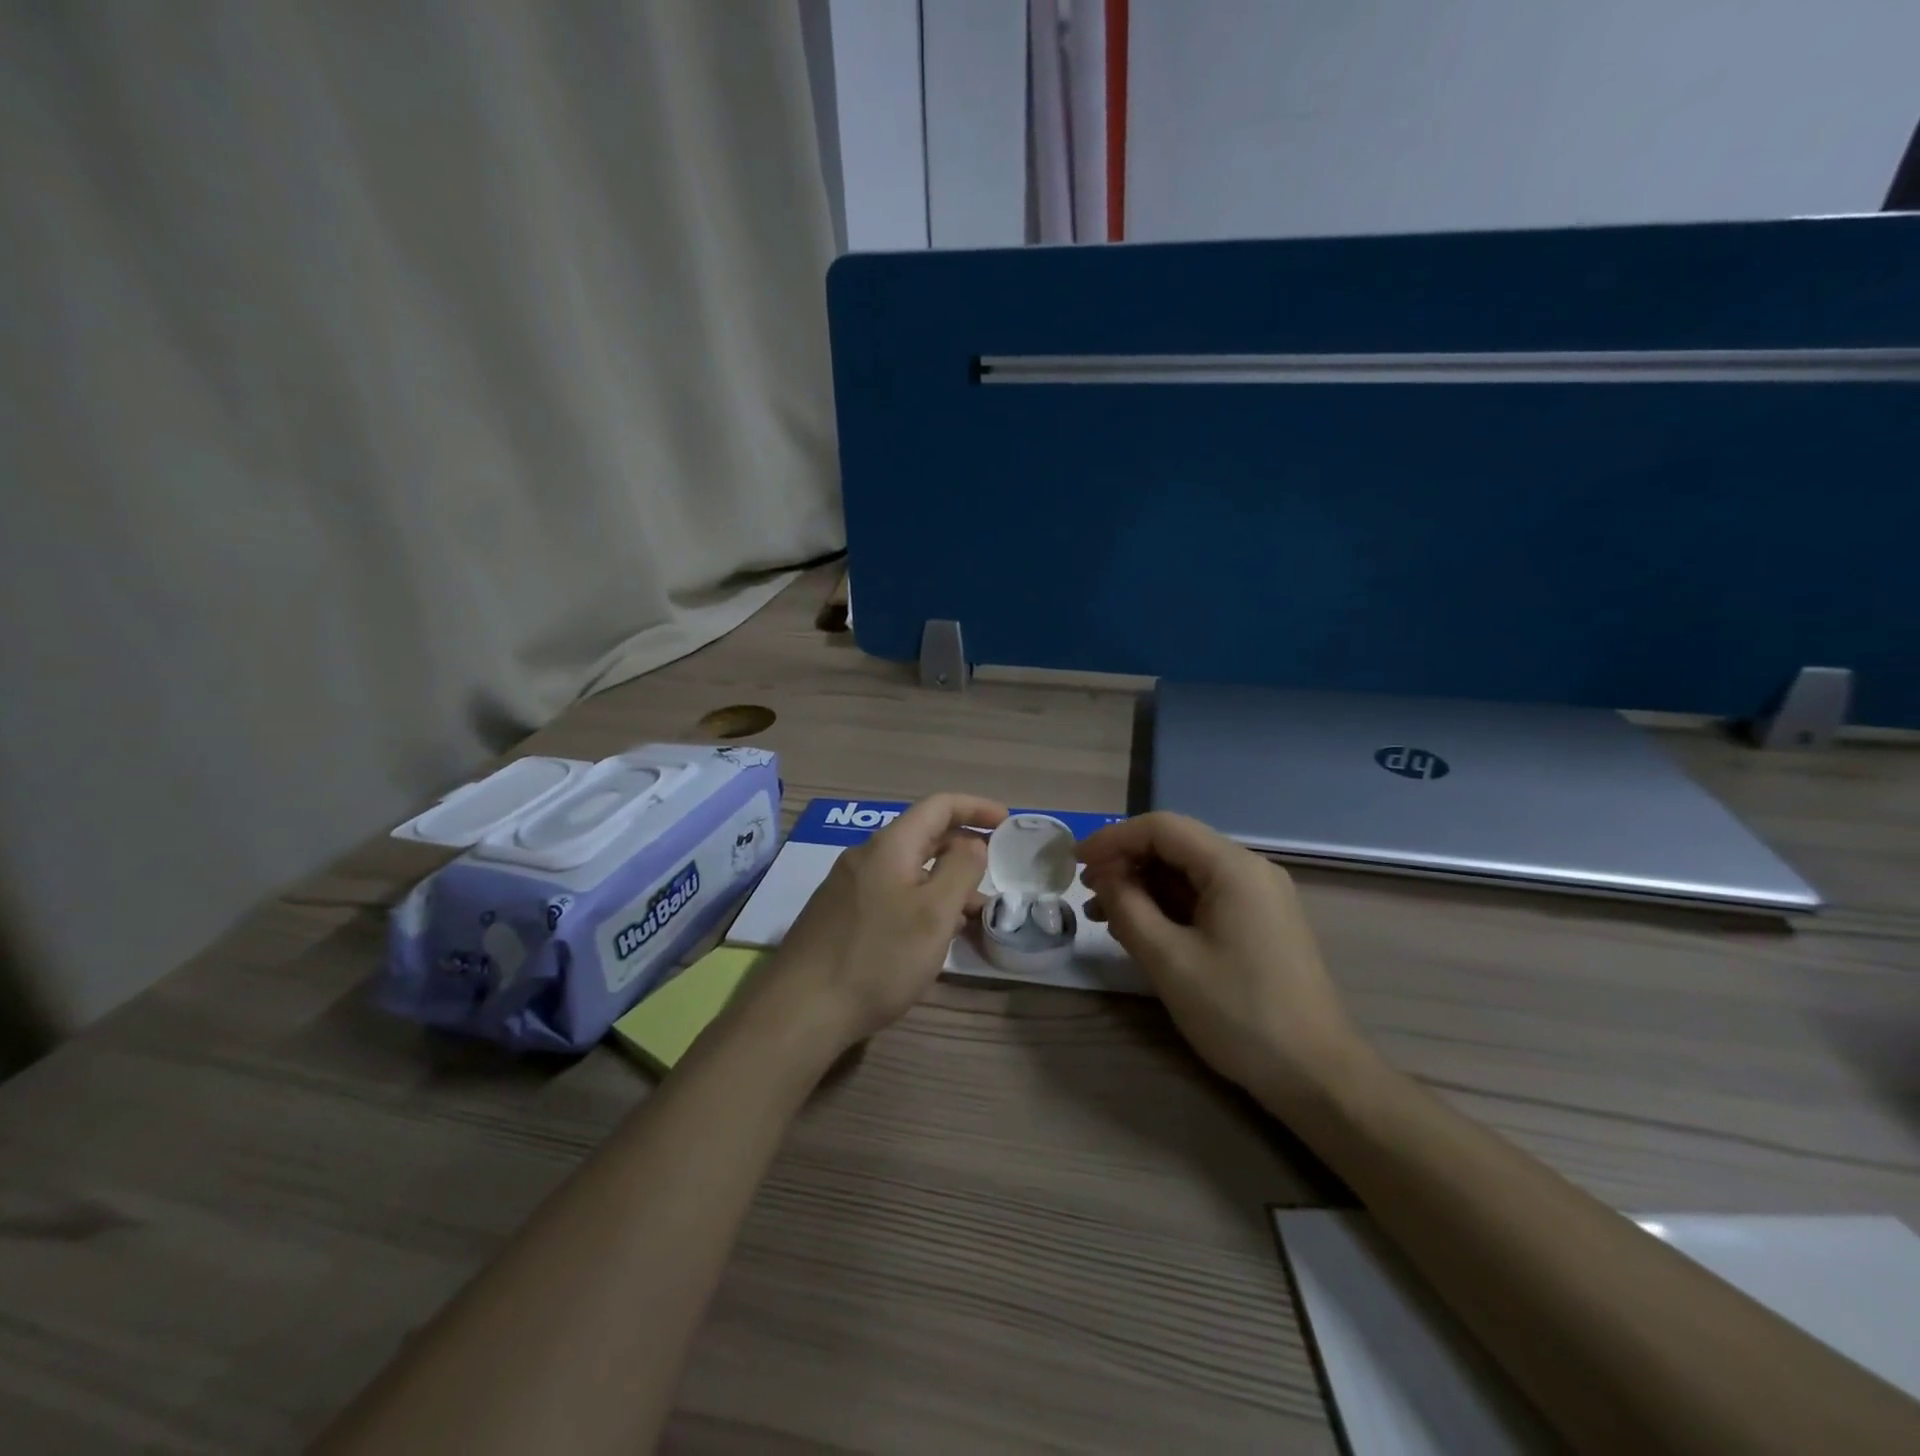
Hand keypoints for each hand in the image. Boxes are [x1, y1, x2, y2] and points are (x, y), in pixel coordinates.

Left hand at [772, 793, 1006, 1053]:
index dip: (976, 807)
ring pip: (908, 870)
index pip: (939, 806)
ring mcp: (847, 887)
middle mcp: (865, 857)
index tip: (1006, 822)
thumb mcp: (934, 913)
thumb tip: (972, 843)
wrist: (800, 1010)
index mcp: (890, 846)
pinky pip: (891, 894)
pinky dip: (920, 902)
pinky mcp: (839, 916)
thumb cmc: (878, 957)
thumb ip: (960, 869)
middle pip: (922, 836)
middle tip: (993, 873)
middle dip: (963, 849)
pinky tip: (931, 935)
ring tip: (972, 915)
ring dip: (943, 883)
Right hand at [1079, 812, 1361, 1108]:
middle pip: (1176, 846)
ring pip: (1188, 874)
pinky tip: (1139, 930)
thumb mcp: (1169, 960)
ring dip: (1143, 887)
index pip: (1161, 828)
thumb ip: (1128, 908)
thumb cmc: (1238, 1013)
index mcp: (1233, 868)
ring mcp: (1259, 898)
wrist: (1316, 1075)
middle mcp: (1250, 871)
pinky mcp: (1259, 924)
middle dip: (1126, 863)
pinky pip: (1204, 899)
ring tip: (1103, 915)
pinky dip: (1167, 906)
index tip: (1075, 862)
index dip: (1112, 838)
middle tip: (1086, 891)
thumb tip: (1104, 875)